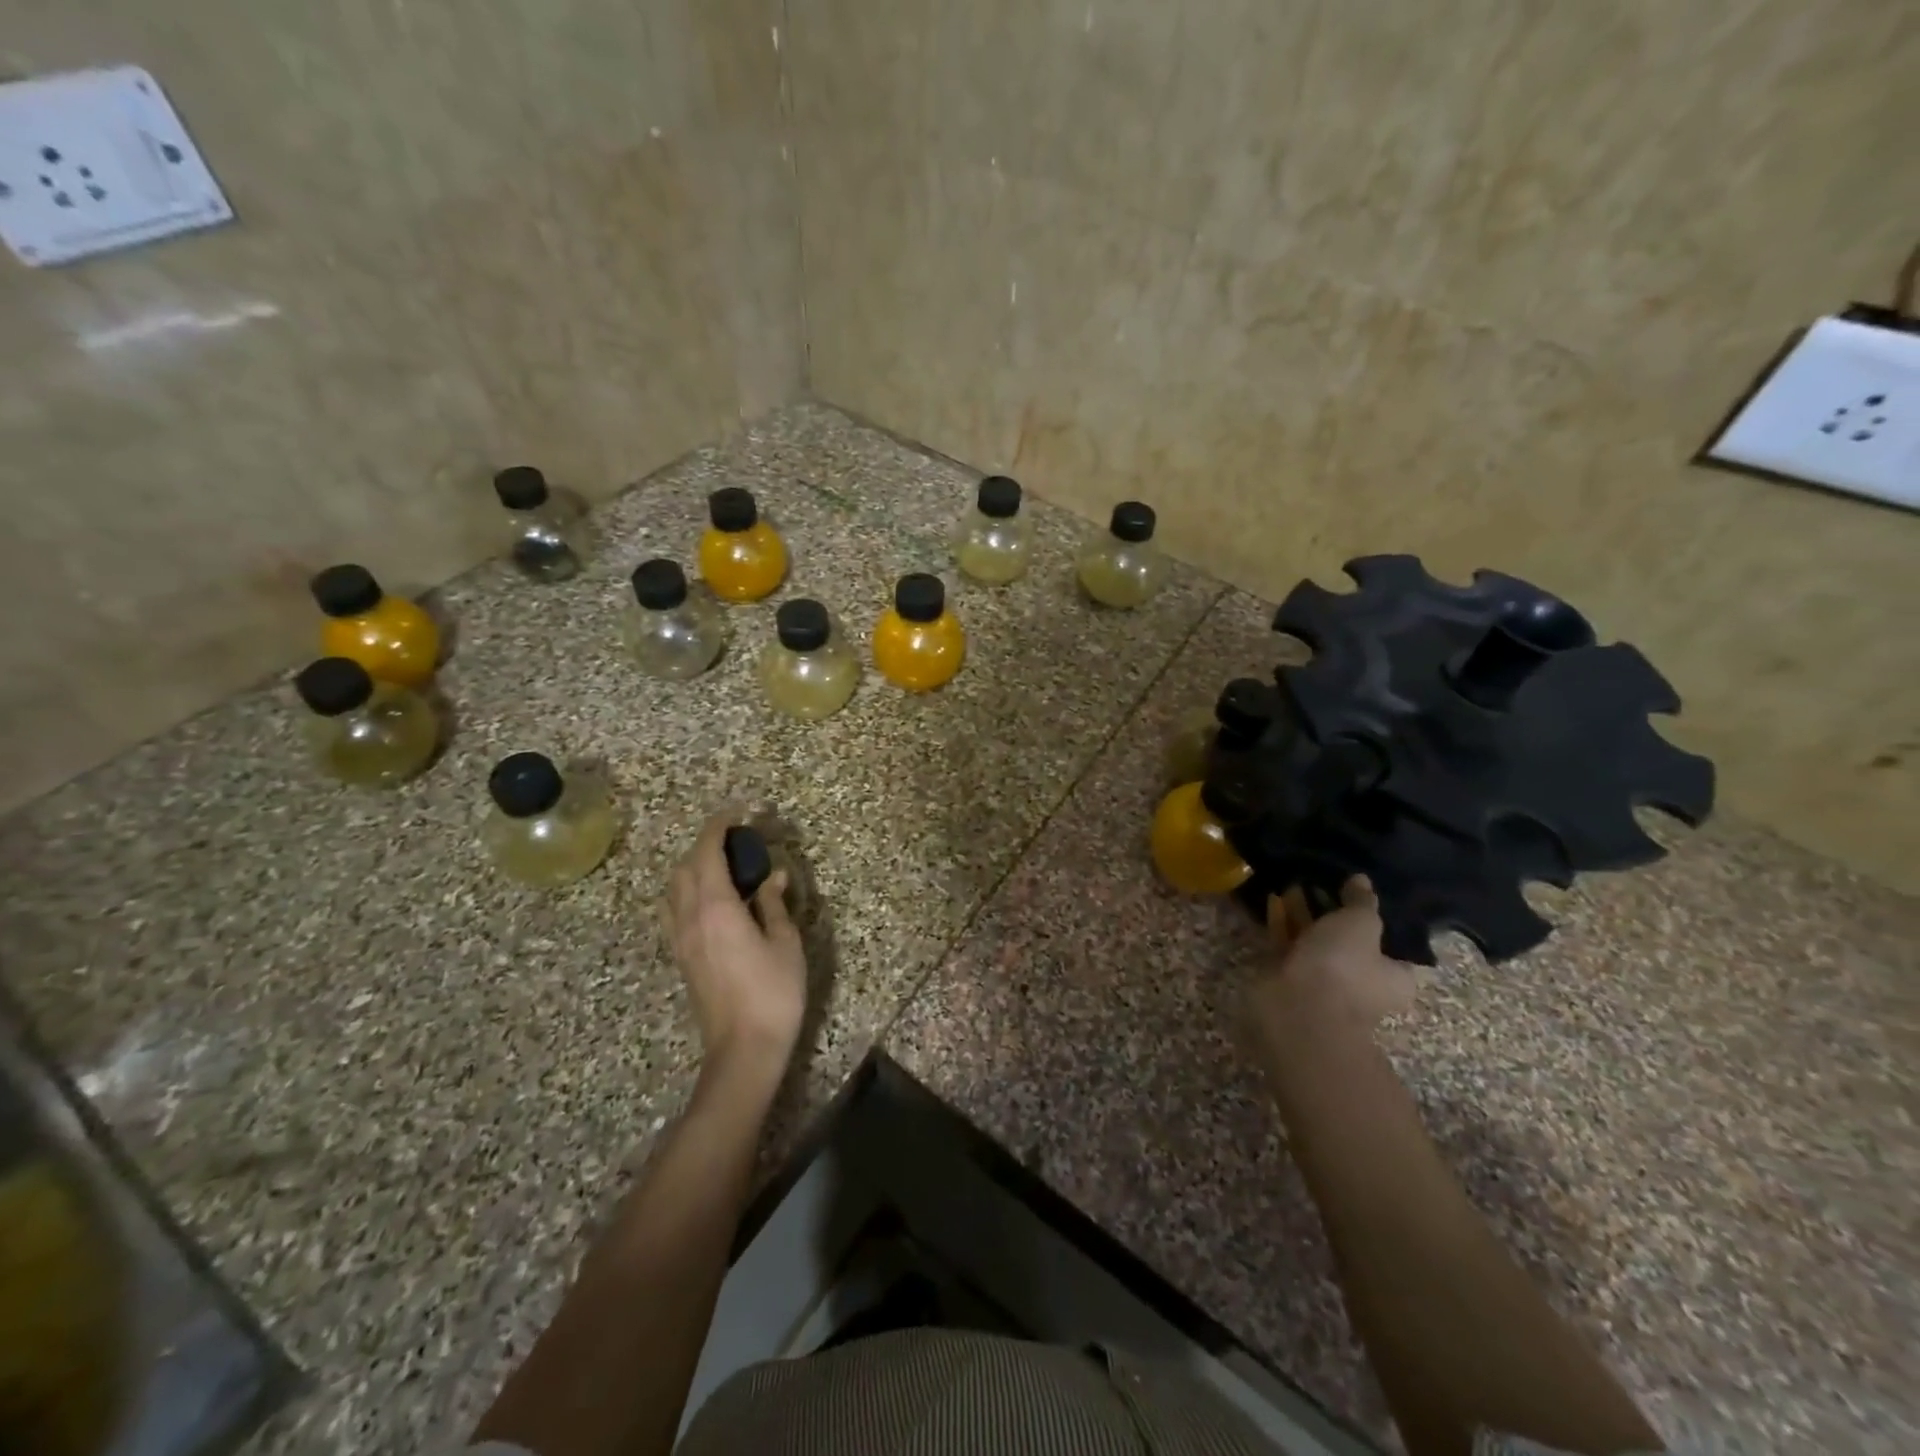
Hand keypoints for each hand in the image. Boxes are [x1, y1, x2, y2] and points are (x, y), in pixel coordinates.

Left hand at [666, 811, 806, 1083]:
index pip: (707, 853)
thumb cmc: (773, 992)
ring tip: (723, 866)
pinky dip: (688, 891)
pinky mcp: (681, 958)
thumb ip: (774, 904)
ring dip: (692, 867)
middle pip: (685, 867)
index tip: (738, 813)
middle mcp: (689, 917)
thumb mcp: (785, 943)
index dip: (719, 827)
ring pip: (674, 888)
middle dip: (705, 844)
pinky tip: (712, 900)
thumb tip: (772, 876)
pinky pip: (674, 910)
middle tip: (736, 838)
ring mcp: (680, 939)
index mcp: (716, 907)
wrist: (743, 1049)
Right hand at [1247, 877, 1417, 1043]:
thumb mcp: (1361, 924)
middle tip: (1320, 879)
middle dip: (1331, 910)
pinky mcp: (1288, 977)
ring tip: (1293, 880)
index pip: (1389, 942)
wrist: (1296, 1007)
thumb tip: (1362, 880)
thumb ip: (1362, 901)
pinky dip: (1281, 922)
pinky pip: (1287, 943)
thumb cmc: (1343, 967)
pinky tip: (1273, 897)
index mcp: (1392, 977)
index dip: (1374, 914)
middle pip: (1347, 939)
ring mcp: (1321, 981)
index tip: (1356, 888)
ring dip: (1303, 913)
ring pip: (1313, 940)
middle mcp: (1359, 982)